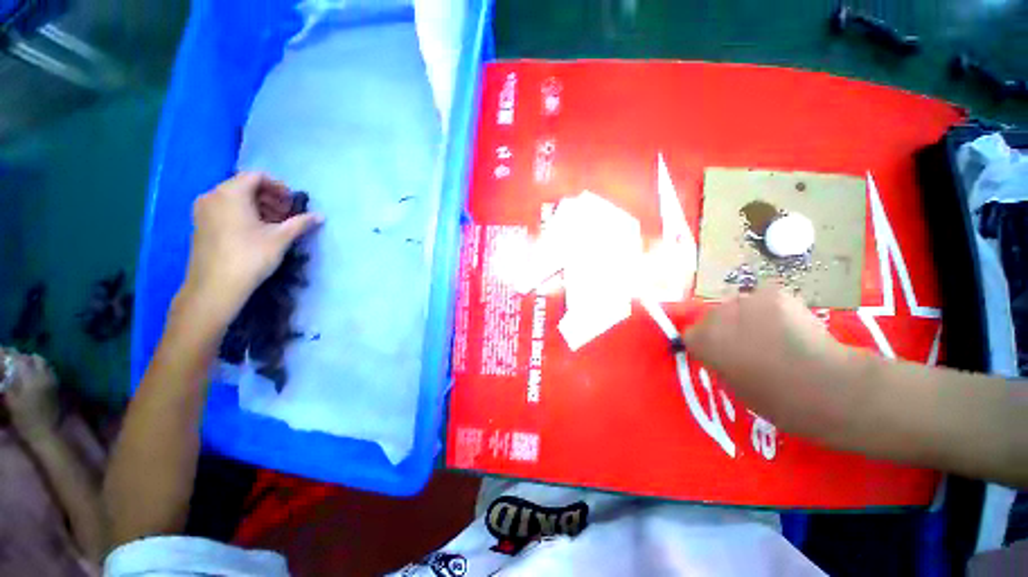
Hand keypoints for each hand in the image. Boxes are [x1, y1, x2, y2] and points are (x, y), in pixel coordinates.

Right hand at [2, 348, 59, 441]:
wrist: (45, 432)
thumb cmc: (25, 419)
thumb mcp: (11, 400)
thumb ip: (8, 382)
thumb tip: (5, 370)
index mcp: (31, 379)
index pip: (20, 360)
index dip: (10, 354)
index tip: (3, 351)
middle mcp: (44, 376)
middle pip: (33, 359)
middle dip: (22, 357)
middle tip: (11, 359)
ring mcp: (53, 380)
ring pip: (42, 363)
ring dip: (32, 361)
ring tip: (21, 366)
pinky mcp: (56, 386)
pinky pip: (48, 370)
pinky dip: (40, 367)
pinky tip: (32, 373)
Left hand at [179, 172, 321, 325]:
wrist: (215, 287)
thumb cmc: (250, 256)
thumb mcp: (280, 238)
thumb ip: (300, 223)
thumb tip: (320, 216)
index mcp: (230, 193)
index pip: (257, 176)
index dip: (278, 187)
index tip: (292, 203)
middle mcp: (212, 195)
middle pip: (244, 186)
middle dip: (269, 197)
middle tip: (286, 215)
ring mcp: (203, 211)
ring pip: (234, 199)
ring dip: (257, 207)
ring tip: (274, 225)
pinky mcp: (200, 225)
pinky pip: (224, 209)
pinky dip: (243, 214)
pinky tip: (256, 232)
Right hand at [683, 287, 854, 436]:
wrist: (826, 386)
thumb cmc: (776, 399)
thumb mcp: (733, 387)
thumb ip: (719, 362)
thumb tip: (721, 353)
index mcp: (701, 340)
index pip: (691, 335)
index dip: (707, 344)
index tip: (722, 355)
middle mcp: (715, 315)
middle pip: (714, 317)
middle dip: (727, 328)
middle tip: (751, 346)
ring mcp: (744, 301)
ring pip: (739, 306)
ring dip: (749, 317)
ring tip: (776, 335)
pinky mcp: (773, 293)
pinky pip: (766, 299)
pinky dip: (774, 309)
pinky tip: (793, 326)